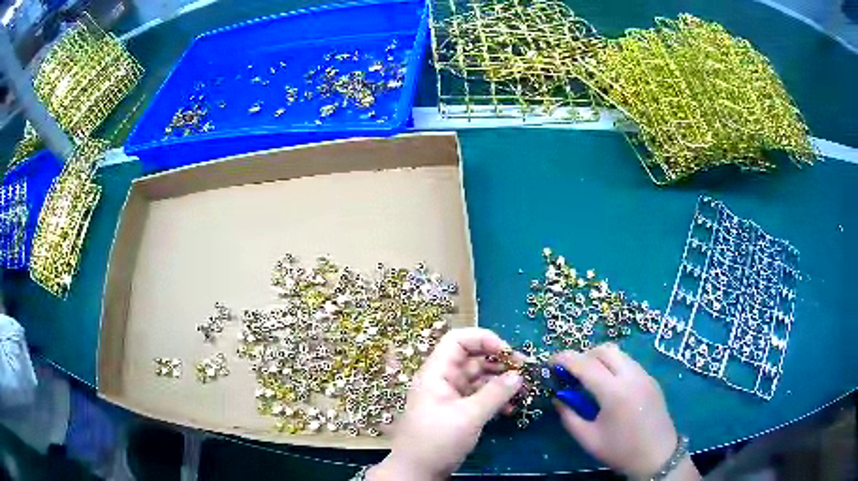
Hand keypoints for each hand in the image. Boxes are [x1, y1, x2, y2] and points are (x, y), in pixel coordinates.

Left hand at [367, 328, 522, 480]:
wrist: (417, 471)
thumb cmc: (436, 440)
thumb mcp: (468, 417)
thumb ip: (495, 394)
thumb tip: (519, 376)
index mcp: (437, 372)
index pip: (458, 340)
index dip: (483, 339)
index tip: (508, 352)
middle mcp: (444, 379)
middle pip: (473, 358)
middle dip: (499, 361)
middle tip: (525, 371)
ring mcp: (451, 396)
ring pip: (479, 378)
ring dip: (501, 382)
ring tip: (523, 391)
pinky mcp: (459, 411)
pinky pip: (480, 396)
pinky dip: (496, 399)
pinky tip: (511, 409)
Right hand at [553, 344, 698, 479]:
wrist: (658, 455)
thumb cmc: (620, 451)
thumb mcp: (588, 439)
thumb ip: (569, 416)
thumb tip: (557, 397)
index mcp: (614, 393)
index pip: (585, 365)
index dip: (564, 359)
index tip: (550, 362)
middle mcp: (631, 376)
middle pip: (604, 350)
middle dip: (583, 356)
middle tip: (571, 373)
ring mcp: (644, 375)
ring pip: (618, 353)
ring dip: (599, 359)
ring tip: (589, 380)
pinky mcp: (651, 379)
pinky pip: (628, 363)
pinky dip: (613, 366)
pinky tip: (609, 387)